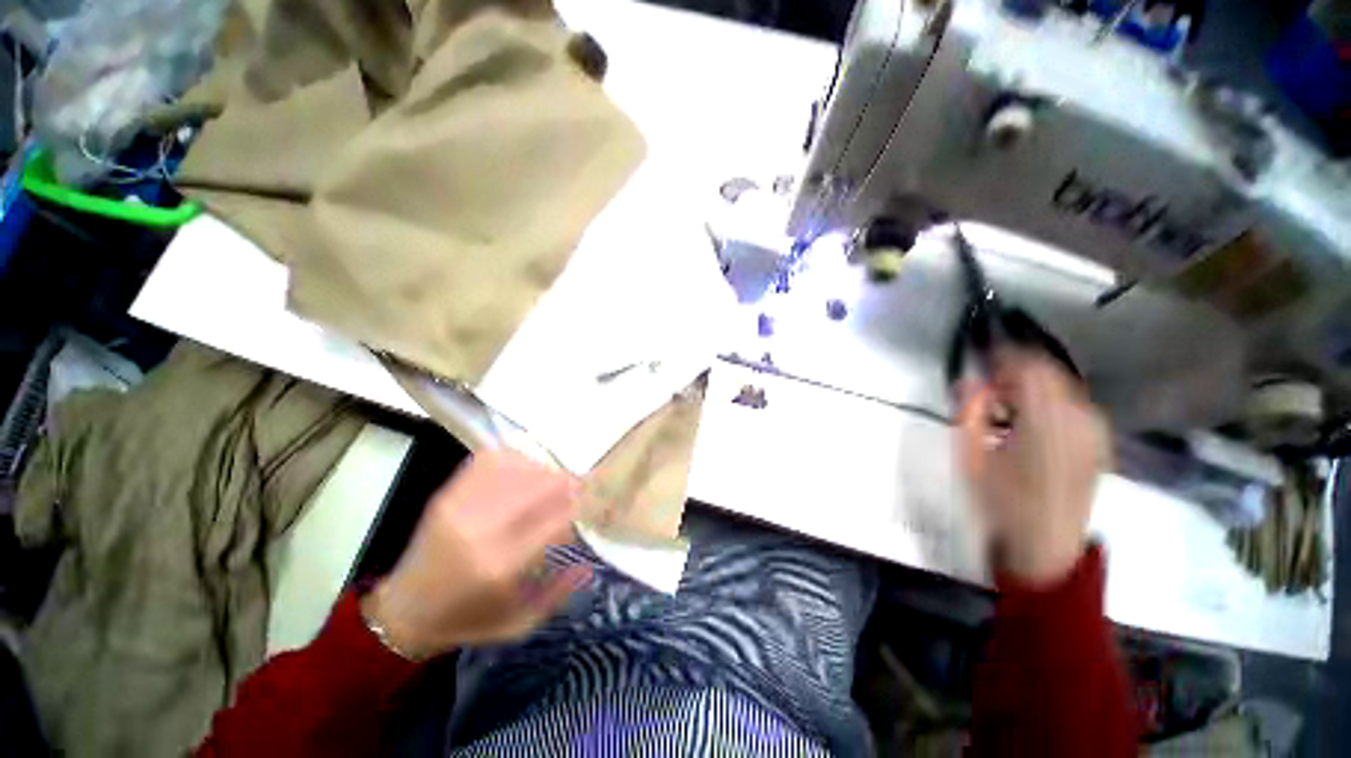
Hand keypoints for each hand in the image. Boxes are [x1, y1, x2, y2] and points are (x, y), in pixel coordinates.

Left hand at [361, 449, 591, 658]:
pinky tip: (524, 471)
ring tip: (552, 482)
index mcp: (501, 566)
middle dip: (569, 482)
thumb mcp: (517, 624)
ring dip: (545, 471)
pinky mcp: (447, 493)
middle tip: (579, 489)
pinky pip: (491, 460)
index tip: (595, 503)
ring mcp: (461, 505)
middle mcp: (482, 529)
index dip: (582, 503)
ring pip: (520, 467)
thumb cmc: (465, 621)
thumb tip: (590, 561)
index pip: (558, 516)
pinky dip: (516, 460)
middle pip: (541, 484)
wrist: (403, 610)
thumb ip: (559, 593)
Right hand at [957, 351, 1110, 585]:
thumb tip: (968, 380)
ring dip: (1033, 381)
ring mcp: (1094, 428)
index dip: (1003, 352)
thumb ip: (969, 413)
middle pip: (1049, 371)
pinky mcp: (1099, 439)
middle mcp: (1078, 417)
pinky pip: (1074, 401)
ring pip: (1063, 384)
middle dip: (1017, 365)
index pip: (1028, 367)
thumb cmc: (1001, 500)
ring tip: (1006, 394)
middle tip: (988, 375)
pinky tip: (1032, 413)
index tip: (981, 347)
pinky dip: (1051, 396)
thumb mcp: (971, 457)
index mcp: (1044, 421)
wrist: (1047, 542)